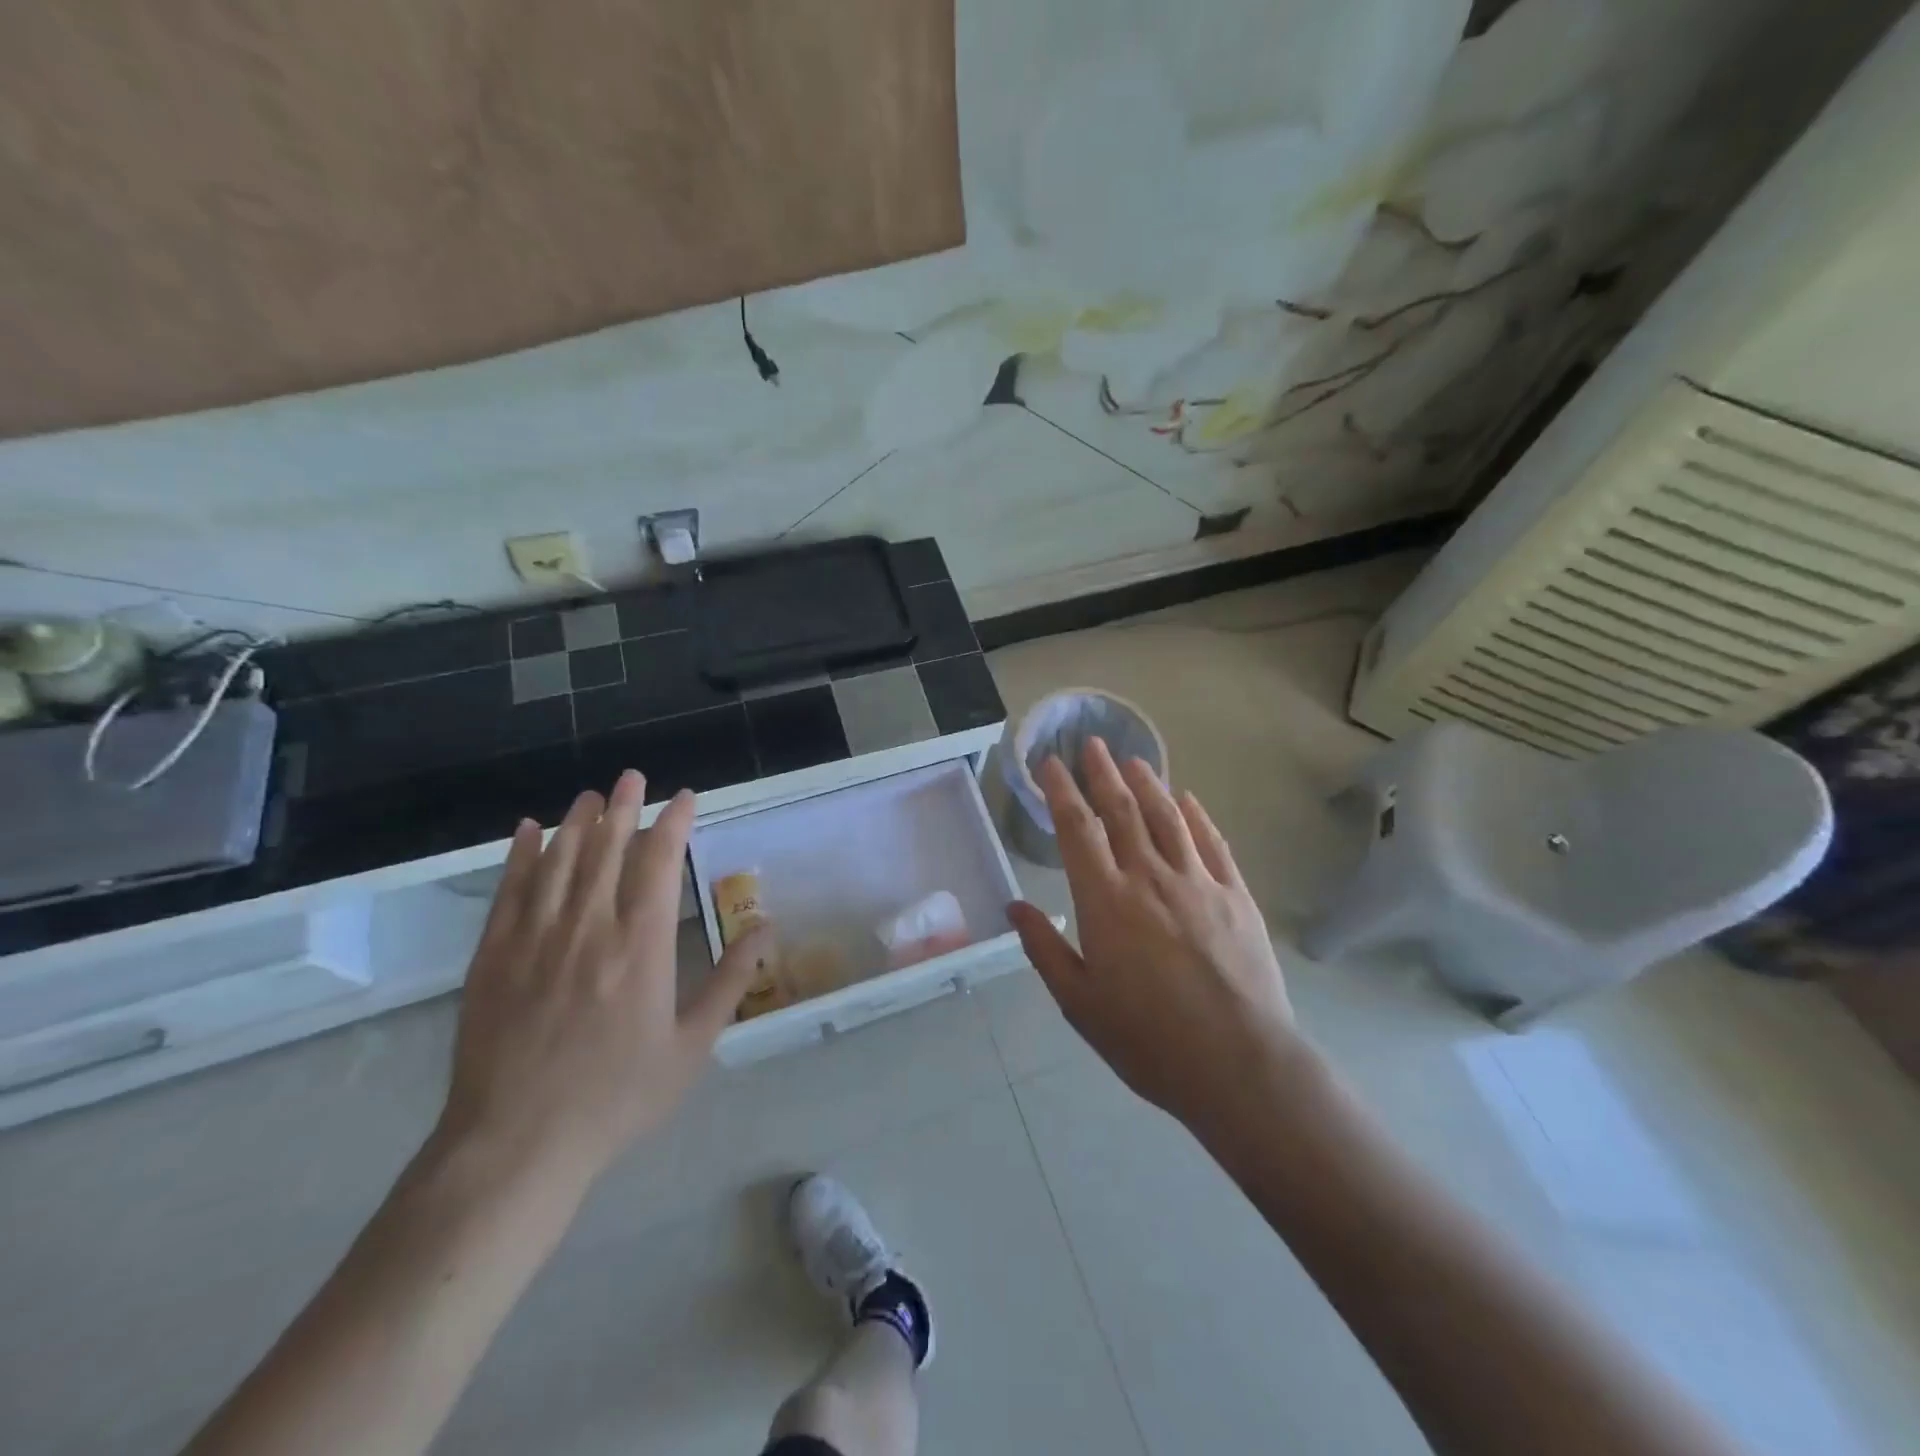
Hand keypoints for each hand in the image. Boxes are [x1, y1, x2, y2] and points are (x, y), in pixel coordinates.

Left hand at [436, 771, 768, 1182]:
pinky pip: (509, 892)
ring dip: (576, 823)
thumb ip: (729, 981)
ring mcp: (535, 939)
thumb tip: (765, 929)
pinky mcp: (493, 957)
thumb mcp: (691, 1045)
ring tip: (591, 795)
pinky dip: (519, 857)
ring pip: (559, 862)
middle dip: (623, 809)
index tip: (683, 799)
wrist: (516, 1144)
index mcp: (640, 946)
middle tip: (632, 777)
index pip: (658, 865)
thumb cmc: (617, 1095)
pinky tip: (527, 832)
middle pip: (607, 850)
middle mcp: (588, 928)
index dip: (672, 825)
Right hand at [1007, 737, 1302, 1130]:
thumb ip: (1045, 948)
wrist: (1239, 1066)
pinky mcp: (1235, 896)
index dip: (1061, 792)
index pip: (1077, 830)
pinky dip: (1196, 816)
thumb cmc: (1147, 1040)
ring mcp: (1197, 883)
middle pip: (1121, 811)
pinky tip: (1187, 800)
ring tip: (1134, 759)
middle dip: (1102, 774)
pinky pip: (1211, 843)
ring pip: (1167, 818)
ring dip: (1148, 784)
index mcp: (1105, 902)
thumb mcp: (1079, 1003)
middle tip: (1091, 744)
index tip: (1051, 764)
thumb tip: (1015, 905)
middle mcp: (1149, 878)